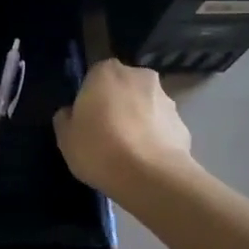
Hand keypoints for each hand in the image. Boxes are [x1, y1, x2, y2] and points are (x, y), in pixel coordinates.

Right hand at [53, 58, 194, 196]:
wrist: (150, 177)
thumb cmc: (99, 149)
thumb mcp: (65, 138)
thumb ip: (65, 118)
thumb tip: (71, 113)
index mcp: (106, 71)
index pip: (94, 76)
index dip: (90, 98)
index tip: (87, 120)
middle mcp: (139, 76)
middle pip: (123, 88)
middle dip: (118, 104)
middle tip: (107, 134)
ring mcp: (166, 99)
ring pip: (146, 106)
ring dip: (139, 121)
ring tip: (129, 153)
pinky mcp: (183, 124)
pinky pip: (162, 128)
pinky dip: (156, 139)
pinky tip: (147, 162)